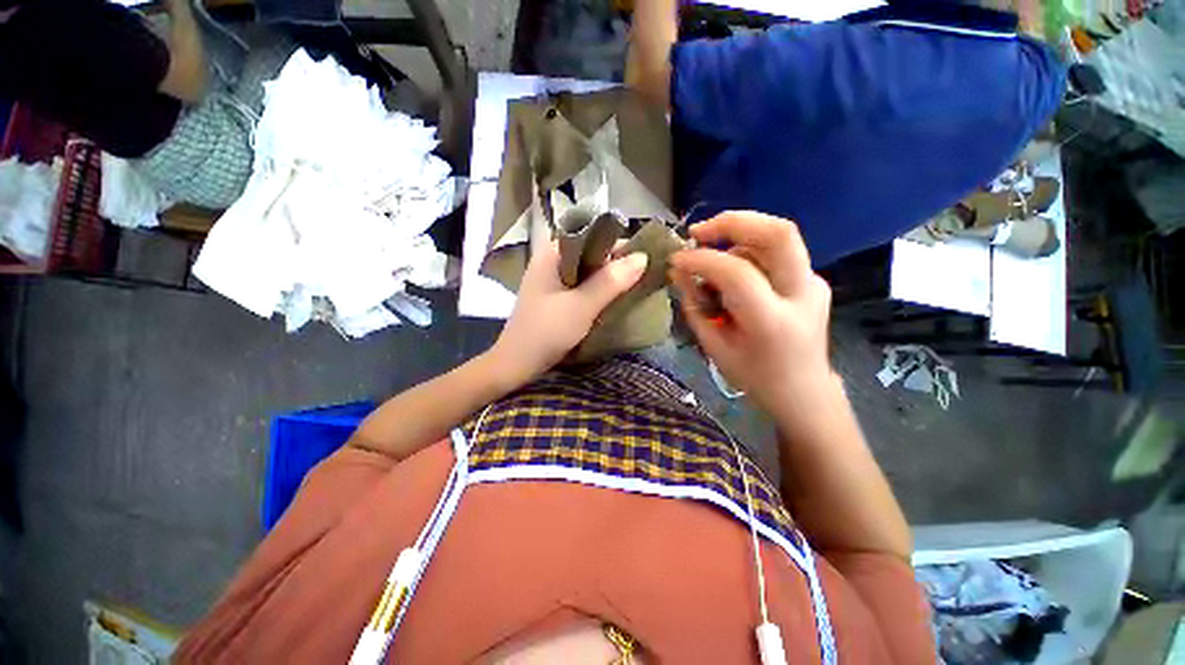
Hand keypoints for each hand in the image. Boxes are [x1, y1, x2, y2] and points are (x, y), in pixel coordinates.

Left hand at [488, 241, 647, 385]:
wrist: (517, 364)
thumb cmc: (546, 331)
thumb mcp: (581, 306)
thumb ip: (611, 281)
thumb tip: (642, 257)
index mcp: (553, 253)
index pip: (592, 237)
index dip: (619, 246)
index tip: (644, 260)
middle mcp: (552, 261)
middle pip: (591, 255)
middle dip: (616, 265)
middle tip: (643, 277)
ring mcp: (553, 280)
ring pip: (589, 272)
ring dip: (609, 280)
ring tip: (635, 287)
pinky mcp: (557, 297)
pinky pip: (583, 287)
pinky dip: (599, 291)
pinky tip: (615, 300)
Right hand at [668, 211, 833, 419]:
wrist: (804, 393)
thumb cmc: (754, 377)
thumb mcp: (714, 346)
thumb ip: (694, 306)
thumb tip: (678, 271)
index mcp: (772, 322)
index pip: (737, 272)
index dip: (702, 260)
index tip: (676, 259)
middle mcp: (801, 295)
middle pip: (779, 233)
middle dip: (733, 222)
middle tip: (699, 232)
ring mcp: (813, 283)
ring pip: (777, 236)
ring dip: (737, 239)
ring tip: (711, 262)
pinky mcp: (813, 280)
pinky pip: (777, 252)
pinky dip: (748, 251)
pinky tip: (731, 272)